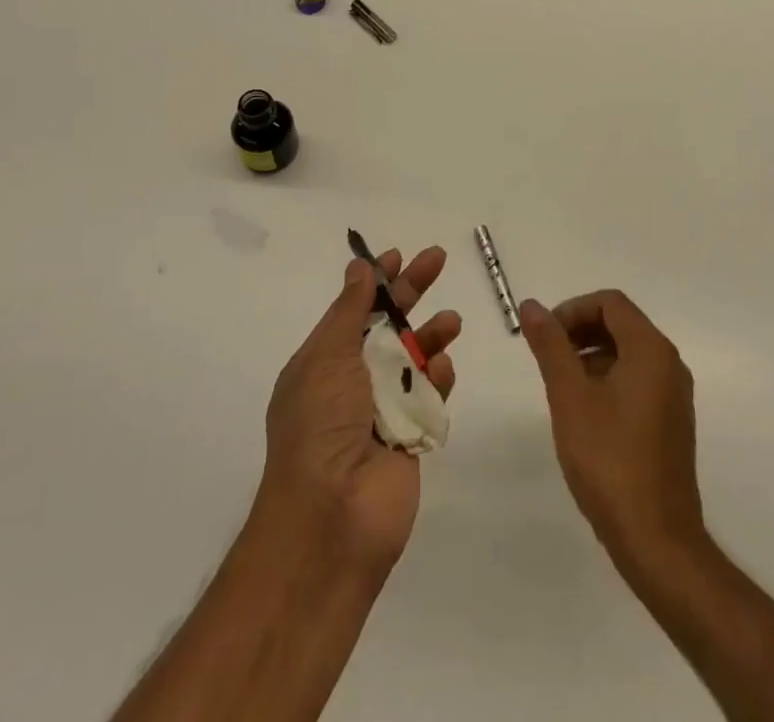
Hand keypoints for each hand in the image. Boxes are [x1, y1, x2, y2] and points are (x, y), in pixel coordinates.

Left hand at [259, 248, 460, 575]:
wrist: (332, 518)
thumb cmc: (320, 427)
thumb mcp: (327, 357)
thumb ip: (350, 311)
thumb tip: (360, 268)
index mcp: (324, 362)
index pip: (354, 310)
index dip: (375, 281)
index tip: (397, 255)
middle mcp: (353, 382)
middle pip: (389, 325)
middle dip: (412, 291)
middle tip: (438, 259)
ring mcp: (384, 410)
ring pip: (415, 358)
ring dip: (432, 335)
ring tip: (452, 321)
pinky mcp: (412, 437)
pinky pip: (430, 396)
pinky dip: (438, 378)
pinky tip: (444, 368)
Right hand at [520, 290, 704, 562]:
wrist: (657, 541)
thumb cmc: (609, 460)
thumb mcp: (569, 397)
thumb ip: (550, 346)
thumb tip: (531, 305)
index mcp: (651, 350)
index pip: (610, 303)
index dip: (572, 310)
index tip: (545, 336)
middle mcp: (669, 364)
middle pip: (620, 324)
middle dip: (580, 331)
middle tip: (548, 358)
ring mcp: (674, 395)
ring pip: (627, 354)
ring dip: (591, 356)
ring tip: (560, 388)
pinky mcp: (671, 423)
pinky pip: (637, 380)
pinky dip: (607, 380)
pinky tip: (584, 414)